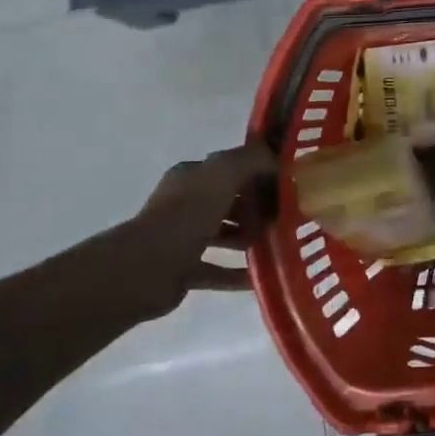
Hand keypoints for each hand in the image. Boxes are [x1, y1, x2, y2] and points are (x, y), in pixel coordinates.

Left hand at [126, 140, 276, 298]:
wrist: (149, 266)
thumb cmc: (188, 213)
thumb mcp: (224, 172)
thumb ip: (252, 159)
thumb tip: (276, 159)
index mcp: (190, 177)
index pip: (228, 169)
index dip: (256, 175)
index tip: (285, 185)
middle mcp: (184, 204)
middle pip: (228, 203)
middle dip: (256, 209)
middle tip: (284, 218)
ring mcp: (182, 238)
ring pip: (223, 235)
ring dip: (249, 239)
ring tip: (277, 245)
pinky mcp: (183, 270)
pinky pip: (217, 269)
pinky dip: (237, 273)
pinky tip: (261, 276)